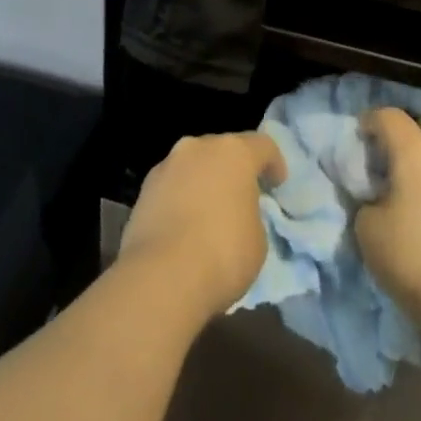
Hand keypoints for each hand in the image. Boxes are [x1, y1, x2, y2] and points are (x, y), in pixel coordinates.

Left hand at [119, 132, 287, 320]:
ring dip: (204, 182)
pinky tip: (184, 227)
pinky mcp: (144, 189)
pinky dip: (181, 198)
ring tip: (209, 214)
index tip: (277, 185)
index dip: (273, 164)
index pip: (262, 145)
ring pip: (193, 166)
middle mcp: (198, 147)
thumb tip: (237, 214)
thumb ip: (251, 215)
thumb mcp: (258, 239)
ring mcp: (167, 165)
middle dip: (234, 171)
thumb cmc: (223, 253)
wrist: (161, 276)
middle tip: (242, 198)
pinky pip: (172, 186)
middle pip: (223, 150)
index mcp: (233, 152)